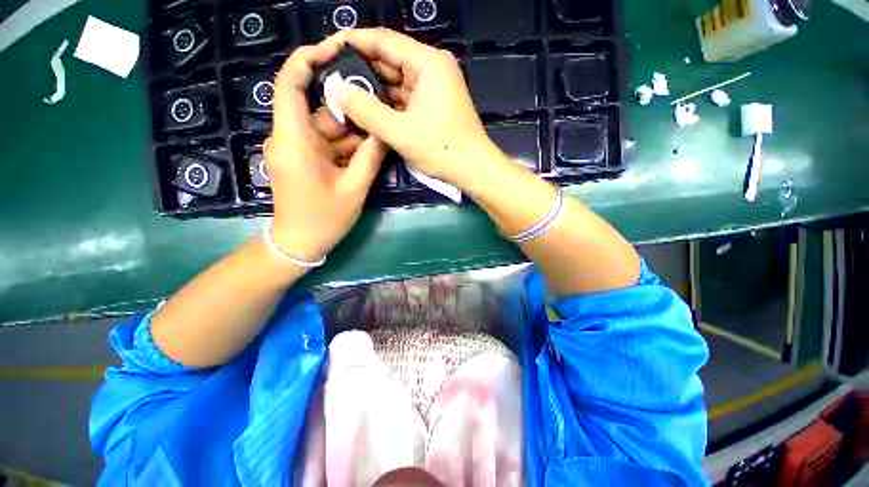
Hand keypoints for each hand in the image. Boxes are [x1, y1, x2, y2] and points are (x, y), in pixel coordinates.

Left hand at [265, 39, 385, 261]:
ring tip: (377, 136)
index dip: (308, 59)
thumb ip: (370, 157)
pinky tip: (365, 152)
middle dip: (348, 110)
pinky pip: (324, 143)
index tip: (335, 49)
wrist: (300, 243)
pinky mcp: (300, 159)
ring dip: (351, 133)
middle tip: (378, 109)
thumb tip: (384, 132)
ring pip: (324, 128)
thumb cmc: (324, 218)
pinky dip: (344, 145)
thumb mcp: (354, 188)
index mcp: (293, 140)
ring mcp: (293, 149)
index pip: (290, 84)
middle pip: (317, 109)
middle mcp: (288, 138)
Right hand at [333, 28, 498, 186]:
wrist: (473, 169)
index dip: (353, 42)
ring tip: (345, 95)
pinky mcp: (434, 103)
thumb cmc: (442, 150)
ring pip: (396, 80)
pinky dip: (388, 103)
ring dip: (374, 89)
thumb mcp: (400, 132)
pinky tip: (369, 110)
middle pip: (389, 60)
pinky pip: (405, 97)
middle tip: (332, 79)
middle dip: (361, 70)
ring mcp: (434, 86)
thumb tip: (336, 90)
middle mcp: (432, 68)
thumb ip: (366, 111)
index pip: (383, 40)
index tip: (327, 49)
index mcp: (428, 63)